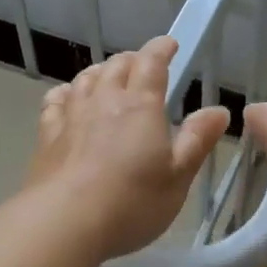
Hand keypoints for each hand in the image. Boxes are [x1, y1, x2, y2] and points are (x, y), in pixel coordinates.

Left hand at [26, 36, 230, 265]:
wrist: (64, 222)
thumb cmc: (132, 202)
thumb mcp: (178, 176)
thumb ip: (198, 140)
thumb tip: (219, 110)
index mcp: (141, 106)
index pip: (152, 63)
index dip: (161, 49)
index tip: (170, 44)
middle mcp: (105, 100)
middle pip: (116, 66)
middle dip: (132, 60)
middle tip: (142, 65)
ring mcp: (72, 116)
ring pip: (85, 79)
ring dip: (100, 72)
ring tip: (107, 76)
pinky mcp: (48, 136)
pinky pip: (55, 101)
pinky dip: (65, 93)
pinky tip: (67, 98)